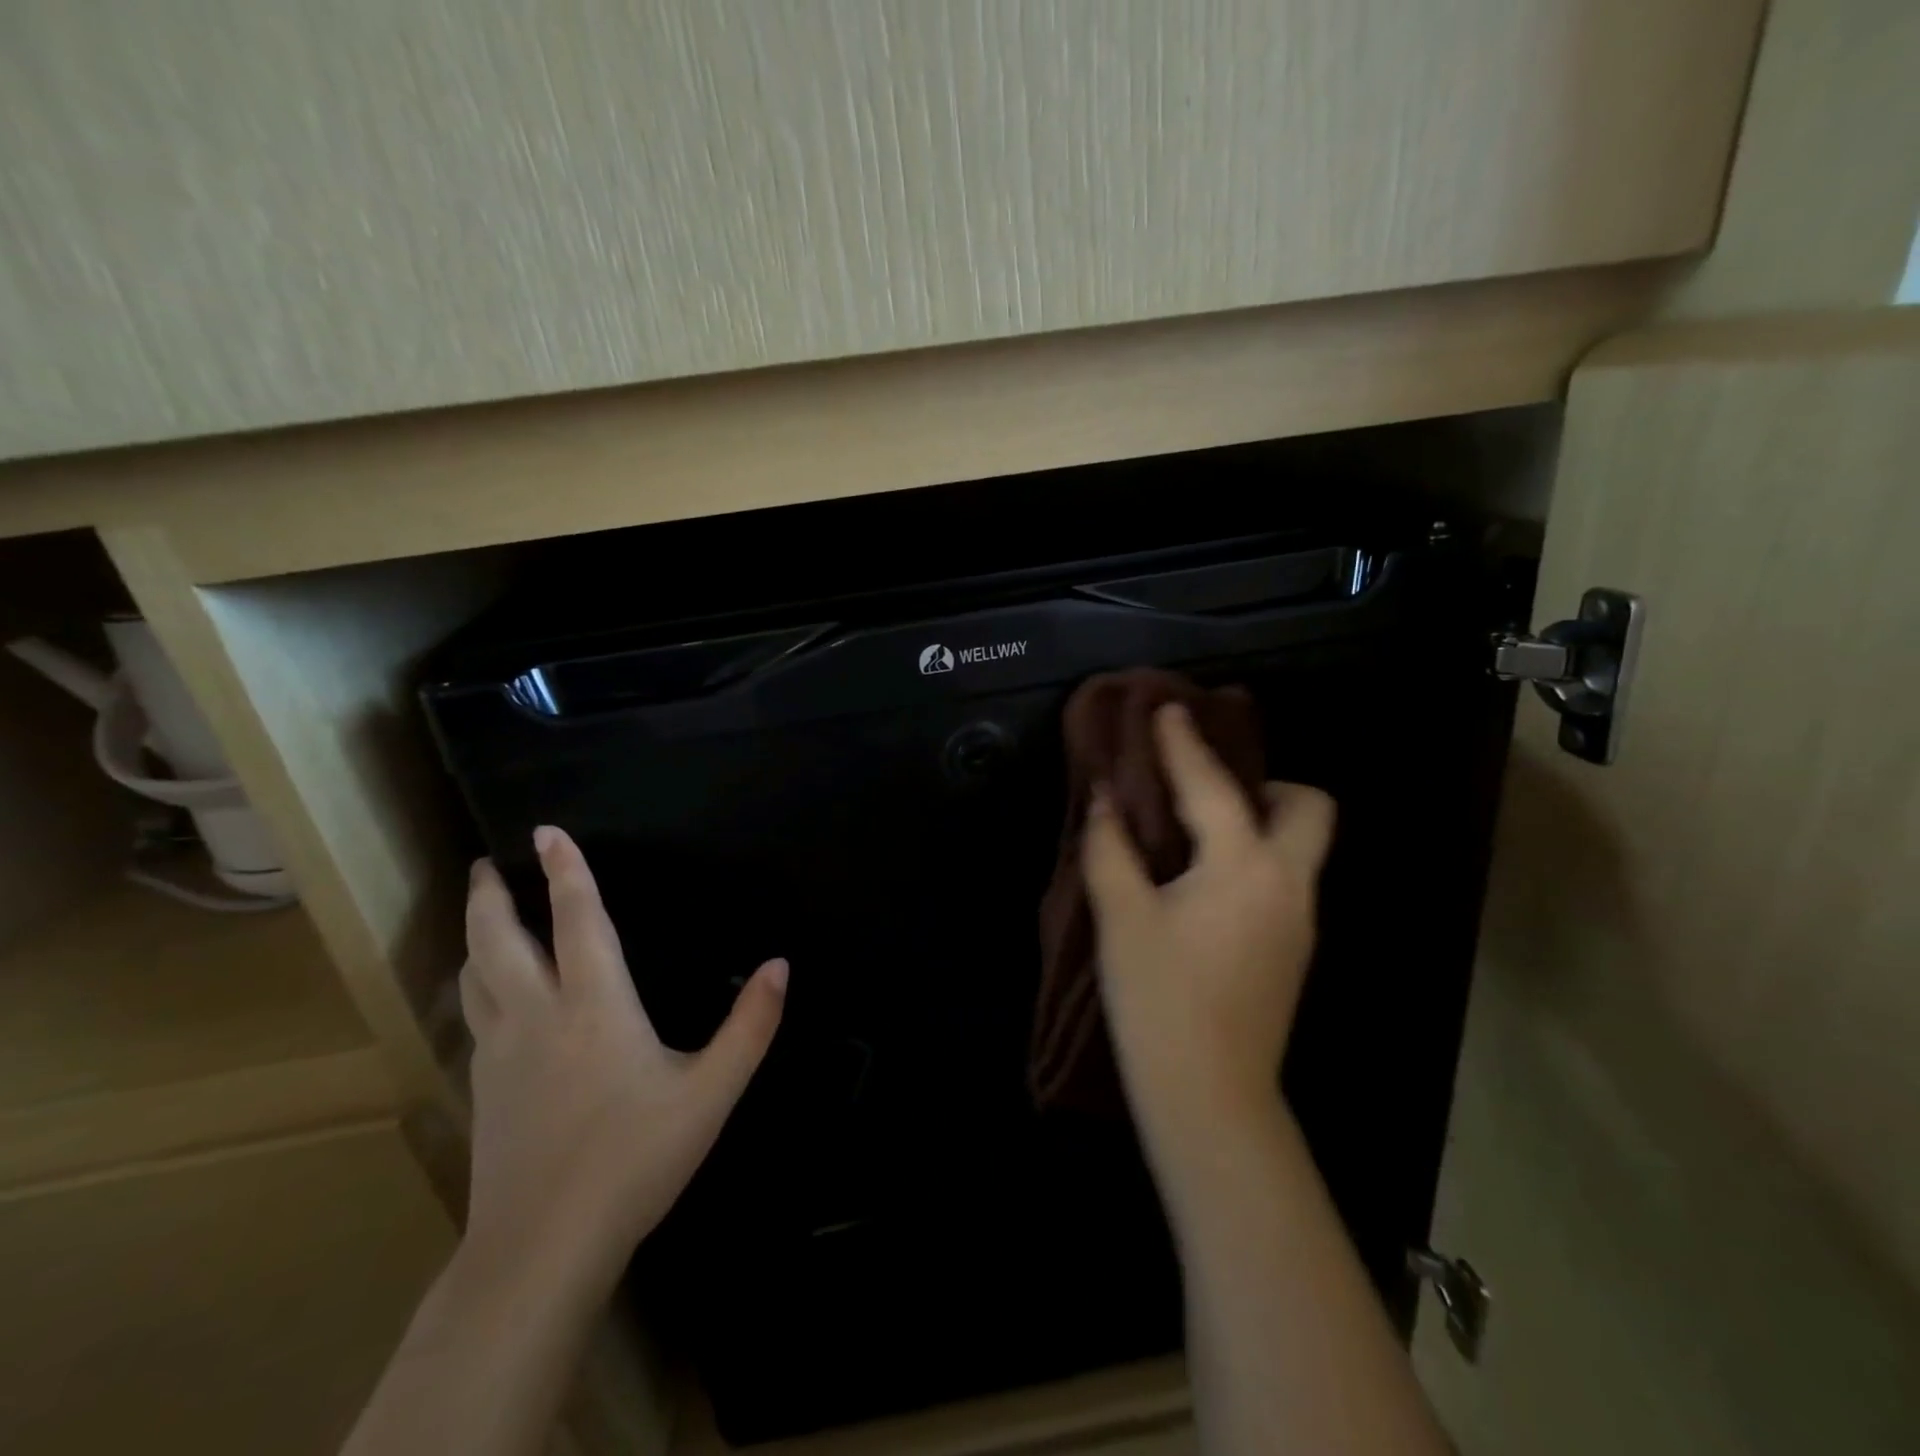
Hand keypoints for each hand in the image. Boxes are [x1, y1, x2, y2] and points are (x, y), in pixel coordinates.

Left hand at [457, 825, 786, 1298]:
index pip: (578, 920)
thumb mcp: (711, 1093)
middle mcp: (539, 1015)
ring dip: (476, 936)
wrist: (541, 1248)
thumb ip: (751, 1026)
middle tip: (485, 864)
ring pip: (477, 976)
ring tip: (480, 914)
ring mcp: (501, 1052)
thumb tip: (780, 965)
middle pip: (500, 940)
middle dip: (492, 896)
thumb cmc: (634, 1159)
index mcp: (596, 1005)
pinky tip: (485, 995)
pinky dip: (475, 984)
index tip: (547, 831)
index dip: (566, 871)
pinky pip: (474, 1015)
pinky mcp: (483, 1087)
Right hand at [1084, 703, 1334, 1142]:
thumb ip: (1111, 848)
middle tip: (1211, 788)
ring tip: (1199, 828)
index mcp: (1245, 867)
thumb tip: (1106, 797)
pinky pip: (1284, 878)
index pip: (1213, 787)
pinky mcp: (1293, 950)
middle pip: (1309, 808)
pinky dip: (1255, 858)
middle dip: (1267, 783)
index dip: (1185, 743)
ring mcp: (1299, 920)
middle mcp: (1288, 884)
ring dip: (1259, 821)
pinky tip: (1207, 880)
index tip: (1168, 708)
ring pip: (1300, 847)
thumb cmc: (1160, 1000)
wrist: (1210, 1097)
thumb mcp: (1122, 918)